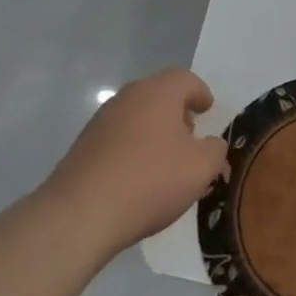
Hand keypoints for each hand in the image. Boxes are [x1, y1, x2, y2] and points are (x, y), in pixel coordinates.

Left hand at [43, 69, 226, 261]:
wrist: (79, 215)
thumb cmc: (149, 181)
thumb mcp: (200, 168)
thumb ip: (215, 150)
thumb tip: (211, 145)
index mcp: (159, 92)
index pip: (186, 80)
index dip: (200, 93)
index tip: (208, 109)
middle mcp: (128, 97)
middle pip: (159, 94)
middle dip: (177, 111)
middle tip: (190, 135)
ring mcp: (101, 120)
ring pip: (137, 115)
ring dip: (154, 130)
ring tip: (165, 160)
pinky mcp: (83, 146)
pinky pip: (118, 137)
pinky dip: (132, 147)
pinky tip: (137, 176)